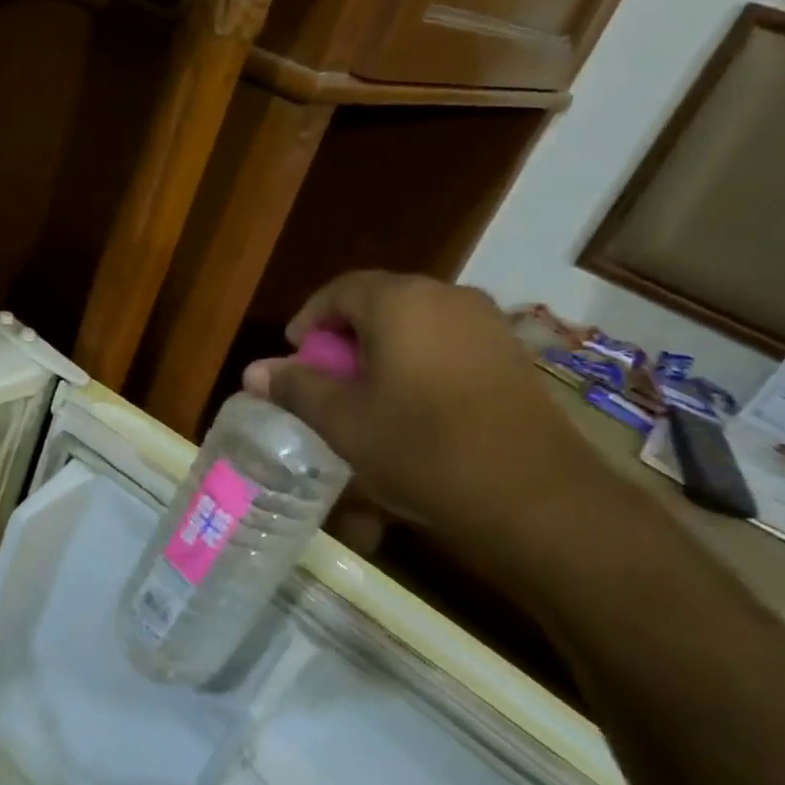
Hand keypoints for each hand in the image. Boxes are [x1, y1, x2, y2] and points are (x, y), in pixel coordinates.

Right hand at [242, 272, 609, 548]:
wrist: (529, 495)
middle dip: (346, 335)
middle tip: (326, 376)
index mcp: (401, 301)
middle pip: (381, 302)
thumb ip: (296, 387)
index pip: (341, 290)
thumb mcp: (342, 420)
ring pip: (417, 323)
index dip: (310, 319)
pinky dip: (419, 362)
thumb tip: (254, 370)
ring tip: (367, 393)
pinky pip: (448, 343)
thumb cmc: (419, 447)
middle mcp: (447, 296)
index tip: (294, 354)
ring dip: (383, 349)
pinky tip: (414, 405)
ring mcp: (487, 324)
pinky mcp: (511, 355)